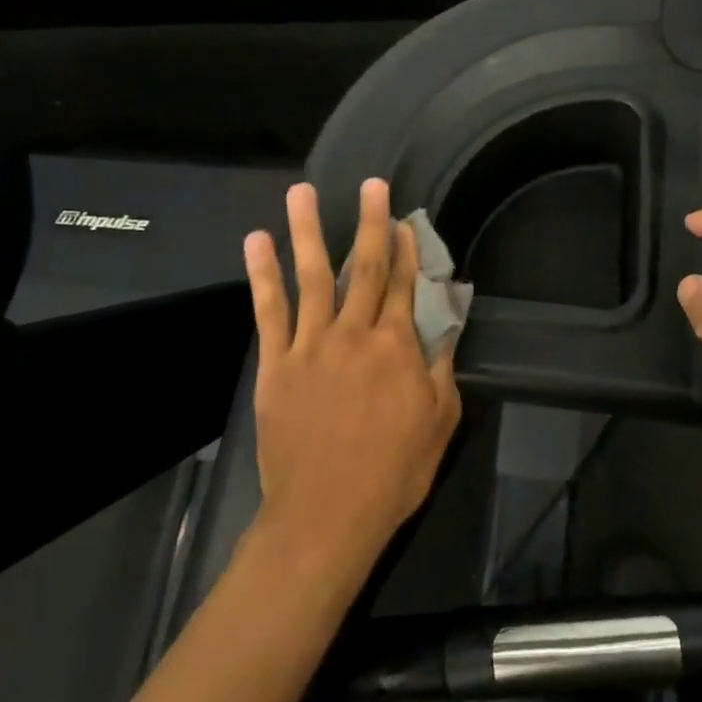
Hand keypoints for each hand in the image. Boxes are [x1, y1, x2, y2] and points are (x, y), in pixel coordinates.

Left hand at [243, 179, 461, 585]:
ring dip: (307, 230)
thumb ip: (441, 367)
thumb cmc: (393, 472)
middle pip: (363, 267)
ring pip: (311, 276)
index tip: (405, 220)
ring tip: (301, 192)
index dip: (406, 249)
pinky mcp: (276, 364)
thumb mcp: (438, 421)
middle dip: (369, 222)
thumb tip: (444, 324)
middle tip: (370, 184)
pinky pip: (269, 311)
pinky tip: (257, 243)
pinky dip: (263, 274)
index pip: (404, 284)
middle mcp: (354, 334)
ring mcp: (310, 345)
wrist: (325, 517)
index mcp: (396, 346)